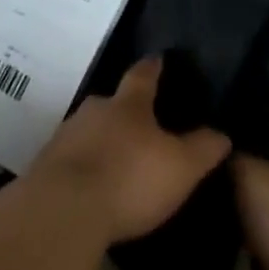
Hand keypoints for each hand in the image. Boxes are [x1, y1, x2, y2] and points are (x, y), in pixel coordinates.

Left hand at [23, 56, 231, 245]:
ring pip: (88, 130)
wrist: (63, 211)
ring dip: (100, 141)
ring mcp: (66, 135)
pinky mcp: (45, 166)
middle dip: (124, 112)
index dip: (153, 67)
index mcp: (129, 105)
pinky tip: (88, 188)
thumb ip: (202, 149)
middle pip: (112, 103)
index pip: (143, 75)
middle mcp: (95, 110)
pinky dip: (81, 168)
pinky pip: (69, 160)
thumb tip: (223, 133)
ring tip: (113, 160)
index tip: (158, 58)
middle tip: (138, 125)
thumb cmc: (129, 179)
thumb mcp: (179, 168)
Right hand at [231, 138, 268, 269]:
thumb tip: (229, 155)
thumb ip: (235, 157)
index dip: (250, 143)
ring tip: (225, 229)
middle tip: (216, 192)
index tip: (222, 153)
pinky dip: (261, 259)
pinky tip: (243, 262)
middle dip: (248, 188)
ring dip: (252, 227)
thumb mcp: (249, 172)